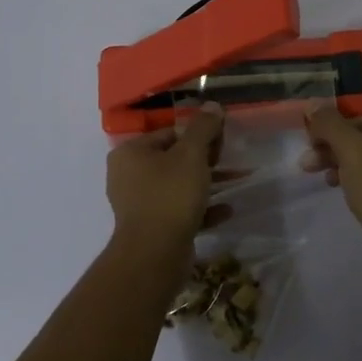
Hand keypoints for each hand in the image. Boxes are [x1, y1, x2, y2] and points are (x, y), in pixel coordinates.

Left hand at [105, 104, 228, 249]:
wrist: (155, 254)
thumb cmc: (170, 195)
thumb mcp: (191, 155)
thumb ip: (203, 128)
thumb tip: (213, 105)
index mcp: (130, 153)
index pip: (169, 134)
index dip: (198, 135)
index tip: (220, 143)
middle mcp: (128, 176)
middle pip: (173, 160)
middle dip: (204, 161)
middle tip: (227, 163)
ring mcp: (138, 204)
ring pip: (177, 186)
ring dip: (205, 185)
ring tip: (233, 183)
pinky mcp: (151, 228)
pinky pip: (179, 211)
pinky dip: (201, 209)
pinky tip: (226, 211)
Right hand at [302, 104, 361, 265]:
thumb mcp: (353, 152)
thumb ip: (331, 125)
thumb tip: (313, 101)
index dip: (332, 127)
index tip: (307, 141)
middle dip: (333, 148)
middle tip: (306, 163)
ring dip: (340, 165)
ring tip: (319, 178)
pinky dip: (355, 181)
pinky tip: (338, 189)